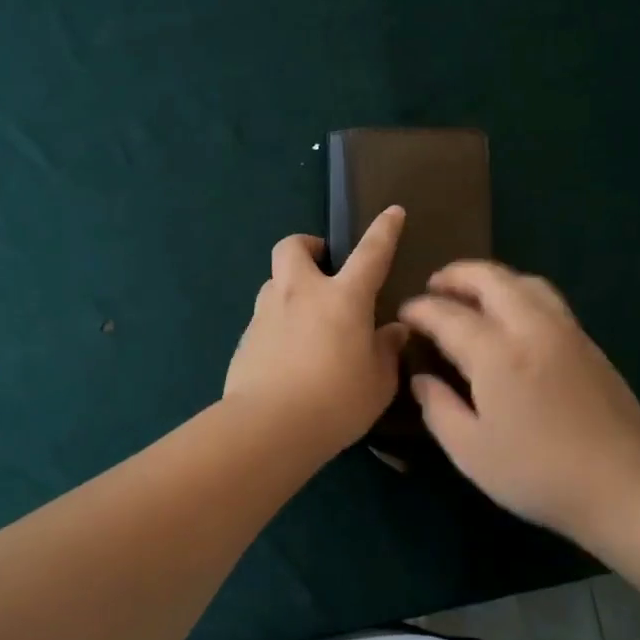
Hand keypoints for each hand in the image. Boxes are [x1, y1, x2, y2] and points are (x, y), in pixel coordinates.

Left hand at [225, 208, 410, 454]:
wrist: (269, 427)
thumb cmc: (336, 402)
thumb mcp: (378, 382)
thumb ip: (387, 351)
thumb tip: (394, 331)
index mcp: (343, 298)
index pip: (370, 254)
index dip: (384, 231)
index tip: (392, 212)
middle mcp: (300, 294)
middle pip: (293, 246)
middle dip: (308, 245)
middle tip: (323, 265)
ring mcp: (266, 314)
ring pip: (274, 282)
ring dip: (290, 287)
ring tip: (307, 318)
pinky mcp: (245, 339)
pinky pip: (264, 318)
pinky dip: (278, 324)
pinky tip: (288, 355)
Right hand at [399, 261, 639, 545]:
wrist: (621, 485)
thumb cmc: (535, 473)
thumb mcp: (470, 450)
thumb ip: (438, 408)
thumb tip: (421, 378)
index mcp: (496, 354)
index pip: (448, 315)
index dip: (420, 309)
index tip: (404, 313)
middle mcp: (531, 328)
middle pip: (491, 279)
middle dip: (457, 275)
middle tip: (434, 286)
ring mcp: (566, 332)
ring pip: (526, 282)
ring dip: (492, 279)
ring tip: (472, 294)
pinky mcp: (589, 344)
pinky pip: (548, 300)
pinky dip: (519, 294)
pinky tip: (511, 318)